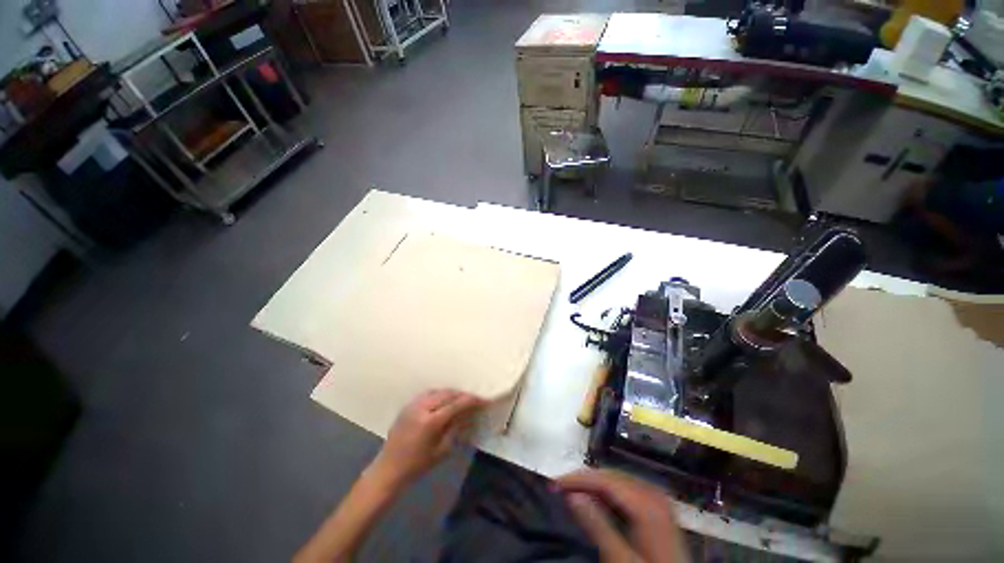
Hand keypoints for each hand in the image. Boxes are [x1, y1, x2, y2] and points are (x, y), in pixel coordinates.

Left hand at [368, 389, 484, 488]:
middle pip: (447, 394)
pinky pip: (428, 394)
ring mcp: (413, 405)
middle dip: (462, 395)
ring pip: (437, 391)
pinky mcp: (407, 406)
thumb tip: (467, 414)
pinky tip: (444, 400)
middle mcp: (421, 408)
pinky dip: (439, 394)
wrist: (388, 469)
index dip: (471, 400)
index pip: (456, 404)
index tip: (482, 399)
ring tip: (460, 399)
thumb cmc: (416, 466)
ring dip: (451, 393)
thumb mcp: (441, 451)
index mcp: (430, 422)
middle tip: (473, 399)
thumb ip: (455, 429)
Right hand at [556, 469, 687, 562]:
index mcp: (647, 502)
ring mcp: (655, 498)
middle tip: (558, 487)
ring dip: (592, 486)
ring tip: (570, 491)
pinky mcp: (655, 506)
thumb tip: (571, 494)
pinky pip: (624, 491)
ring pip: (615, 481)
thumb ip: (597, 526)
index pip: (604, 480)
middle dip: (582, 480)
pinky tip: (593, 500)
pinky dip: (605, 494)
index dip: (577, 479)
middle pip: (610, 477)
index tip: (554, 483)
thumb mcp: (621, 559)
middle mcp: (652, 492)